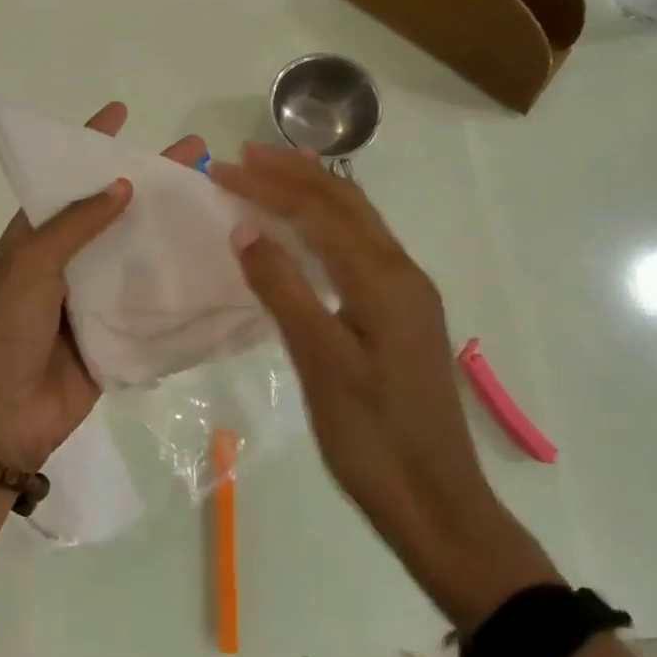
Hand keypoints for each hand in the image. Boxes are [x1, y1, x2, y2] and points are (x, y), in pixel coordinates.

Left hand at [0, 103, 205, 472]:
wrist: (2, 416)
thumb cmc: (5, 330)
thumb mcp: (31, 264)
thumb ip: (76, 225)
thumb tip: (123, 185)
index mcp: (37, 234)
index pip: (66, 177)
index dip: (91, 143)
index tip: (123, 110)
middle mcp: (67, 258)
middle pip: (114, 209)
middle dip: (151, 179)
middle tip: (197, 152)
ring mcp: (93, 295)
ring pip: (137, 251)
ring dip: (169, 228)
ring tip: (217, 200)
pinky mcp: (116, 331)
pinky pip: (149, 299)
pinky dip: (176, 281)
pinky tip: (215, 262)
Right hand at [210, 144, 557, 626]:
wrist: (436, 500)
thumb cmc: (372, 436)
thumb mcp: (320, 362)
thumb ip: (284, 290)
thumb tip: (246, 228)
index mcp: (383, 279)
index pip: (318, 211)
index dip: (268, 185)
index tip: (221, 170)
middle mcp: (401, 273)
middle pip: (345, 203)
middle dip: (293, 173)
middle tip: (242, 156)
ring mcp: (407, 294)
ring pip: (357, 223)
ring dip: (312, 194)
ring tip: (271, 176)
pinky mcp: (402, 315)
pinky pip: (360, 249)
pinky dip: (326, 227)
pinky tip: (305, 235)